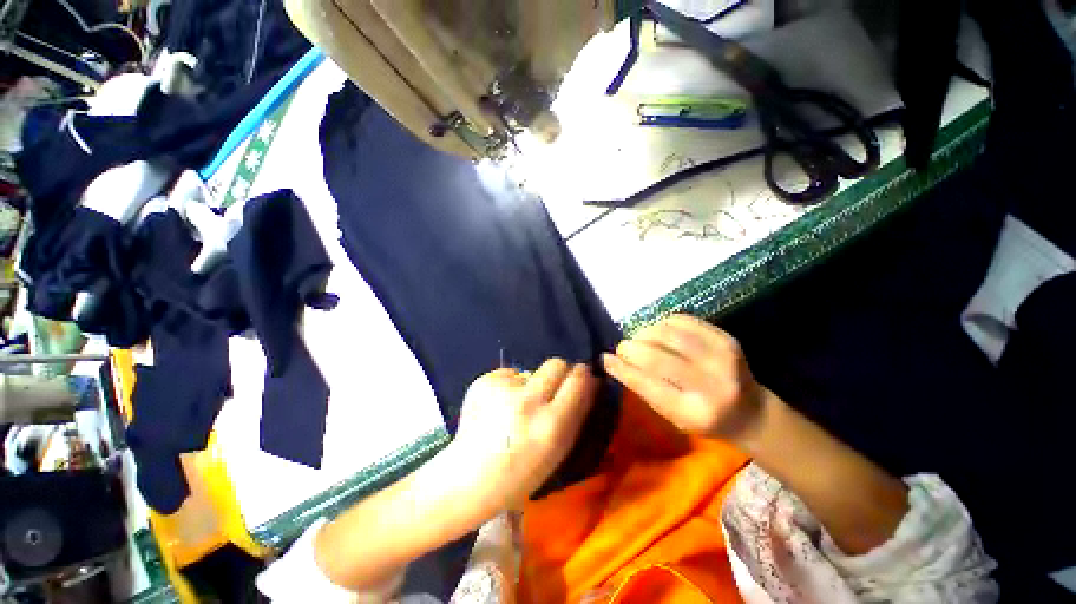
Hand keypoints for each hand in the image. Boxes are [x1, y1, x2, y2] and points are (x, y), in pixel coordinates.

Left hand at [451, 359, 598, 512]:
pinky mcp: (483, 382)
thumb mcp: (558, 452)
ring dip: (530, 383)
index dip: (582, 374)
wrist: (467, 478)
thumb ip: (576, 413)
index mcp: (551, 425)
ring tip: (516, 407)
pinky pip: (508, 375)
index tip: (580, 376)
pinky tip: (497, 407)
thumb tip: (590, 379)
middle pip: (556, 363)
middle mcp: (528, 402)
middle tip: (550, 388)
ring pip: (530, 370)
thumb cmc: (520, 473)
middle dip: (559, 372)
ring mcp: (502, 390)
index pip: (578, 380)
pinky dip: (508, 386)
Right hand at [602, 314, 764, 445]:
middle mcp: (712, 385)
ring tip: (638, 339)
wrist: (752, 412)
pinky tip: (657, 331)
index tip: (605, 359)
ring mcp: (722, 359)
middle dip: (630, 348)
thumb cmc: (704, 418)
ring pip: (668, 334)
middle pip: (657, 357)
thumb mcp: (673, 416)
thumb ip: (644, 389)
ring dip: (645, 333)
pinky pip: (683, 321)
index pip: (648, 386)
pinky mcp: (725, 339)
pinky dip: (662, 323)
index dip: (622, 369)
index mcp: (695, 413)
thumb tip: (612, 362)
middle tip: (621, 347)